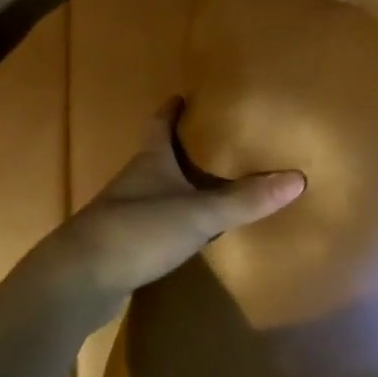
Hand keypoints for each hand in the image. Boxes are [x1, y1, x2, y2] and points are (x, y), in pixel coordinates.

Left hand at [38, 100, 304, 305]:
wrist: (79, 279)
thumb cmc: (137, 230)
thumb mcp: (198, 214)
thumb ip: (245, 200)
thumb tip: (298, 179)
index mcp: (150, 160)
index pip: (160, 123)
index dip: (172, 109)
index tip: (185, 96)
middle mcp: (135, 180)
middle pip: (158, 154)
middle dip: (181, 147)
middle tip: (214, 141)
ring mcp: (124, 213)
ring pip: (156, 190)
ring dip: (177, 186)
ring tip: (209, 186)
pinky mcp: (121, 245)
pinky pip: (154, 224)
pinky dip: (172, 222)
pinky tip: (190, 233)